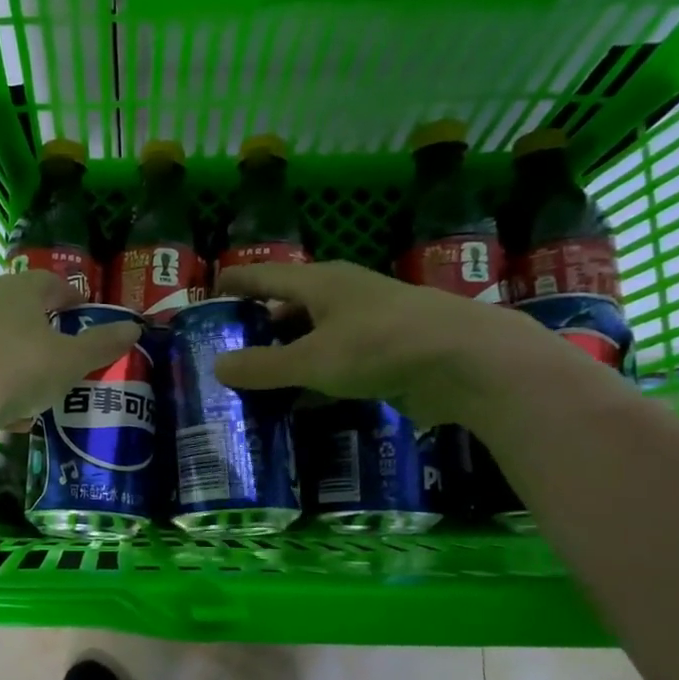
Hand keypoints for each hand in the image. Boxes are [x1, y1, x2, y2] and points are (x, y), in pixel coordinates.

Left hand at [0, 270, 140, 428]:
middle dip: (45, 328)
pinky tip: (14, 414)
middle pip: (22, 309)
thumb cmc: (22, 368)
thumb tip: (133, 327)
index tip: (85, 313)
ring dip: (22, 359)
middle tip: (65, 349)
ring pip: (1, 340)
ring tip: (41, 387)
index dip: (71, 296)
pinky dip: (0, 384)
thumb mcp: (73, 360)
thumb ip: (103, 344)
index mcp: (20, 290)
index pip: (50, 282)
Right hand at [212, 260, 596, 427]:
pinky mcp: (387, 354)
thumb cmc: (381, 346)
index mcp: (320, 282)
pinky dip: (314, 380)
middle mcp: (342, 296)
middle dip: (258, 327)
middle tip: (226, 350)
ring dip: (286, 357)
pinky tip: (297, 404)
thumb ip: (263, 366)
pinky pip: (336, 364)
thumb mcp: (313, 360)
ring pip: (314, 338)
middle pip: (289, 306)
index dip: (235, 283)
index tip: (209, 294)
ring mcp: (368, 325)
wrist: (468, 363)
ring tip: (254, 381)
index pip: (264, 275)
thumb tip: (216, 366)